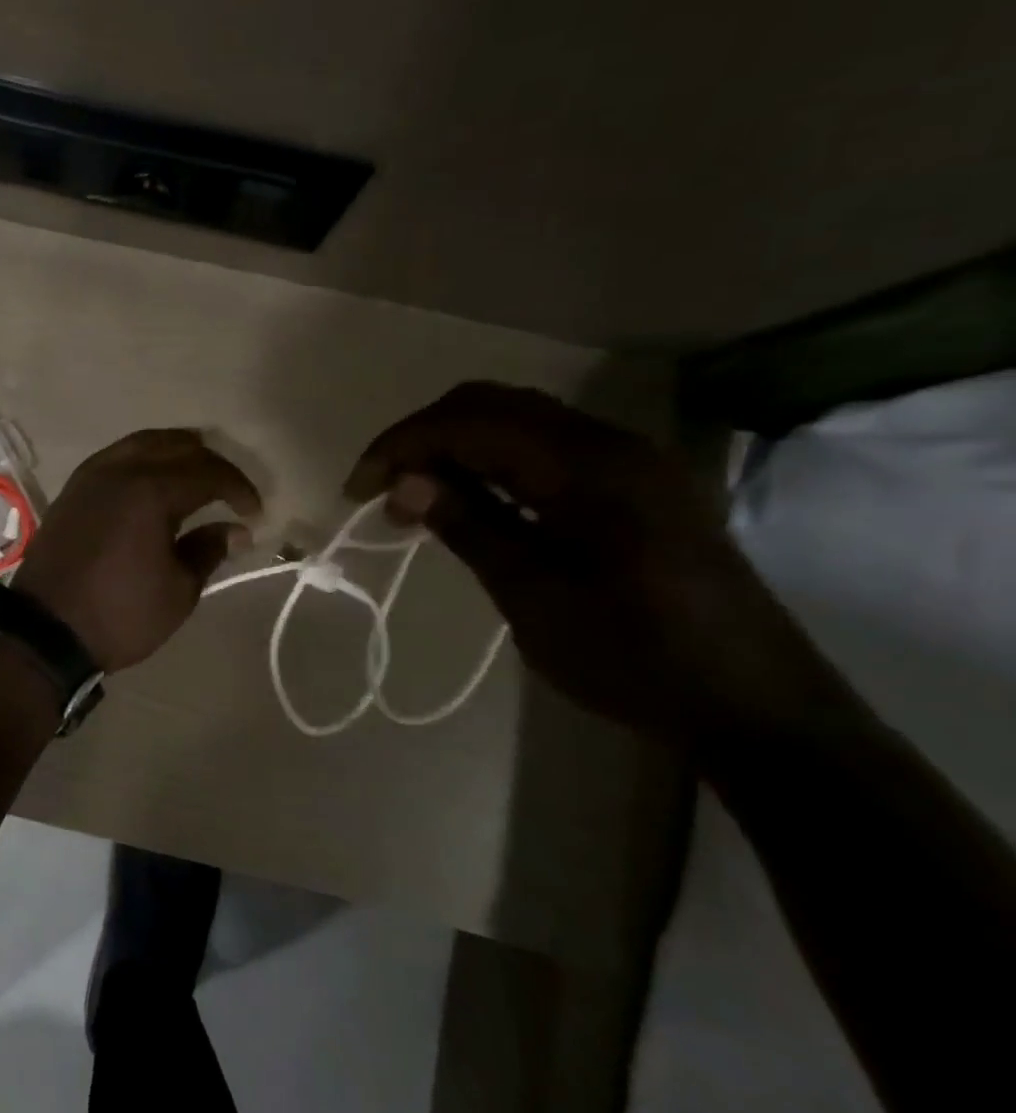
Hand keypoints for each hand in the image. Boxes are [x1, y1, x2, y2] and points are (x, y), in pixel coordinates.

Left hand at [14, 429, 261, 671]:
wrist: (45, 629)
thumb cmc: (119, 614)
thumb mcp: (178, 590)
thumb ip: (209, 550)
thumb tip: (235, 529)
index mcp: (151, 490)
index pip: (209, 472)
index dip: (239, 488)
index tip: (255, 514)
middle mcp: (120, 469)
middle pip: (177, 446)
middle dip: (211, 463)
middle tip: (231, 492)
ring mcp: (92, 474)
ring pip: (143, 442)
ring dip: (176, 452)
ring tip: (198, 476)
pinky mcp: (74, 488)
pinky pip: (117, 455)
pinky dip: (145, 458)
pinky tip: (155, 481)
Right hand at [347, 382, 841, 743]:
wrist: (756, 707)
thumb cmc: (633, 656)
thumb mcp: (532, 595)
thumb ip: (468, 525)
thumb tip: (405, 481)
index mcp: (586, 465)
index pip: (470, 422)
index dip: (401, 445)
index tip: (357, 490)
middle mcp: (610, 443)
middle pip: (492, 405)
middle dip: (424, 437)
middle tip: (384, 489)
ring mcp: (628, 460)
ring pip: (518, 422)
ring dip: (457, 447)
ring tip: (417, 498)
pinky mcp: (635, 485)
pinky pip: (545, 449)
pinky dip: (494, 462)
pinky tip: (473, 501)